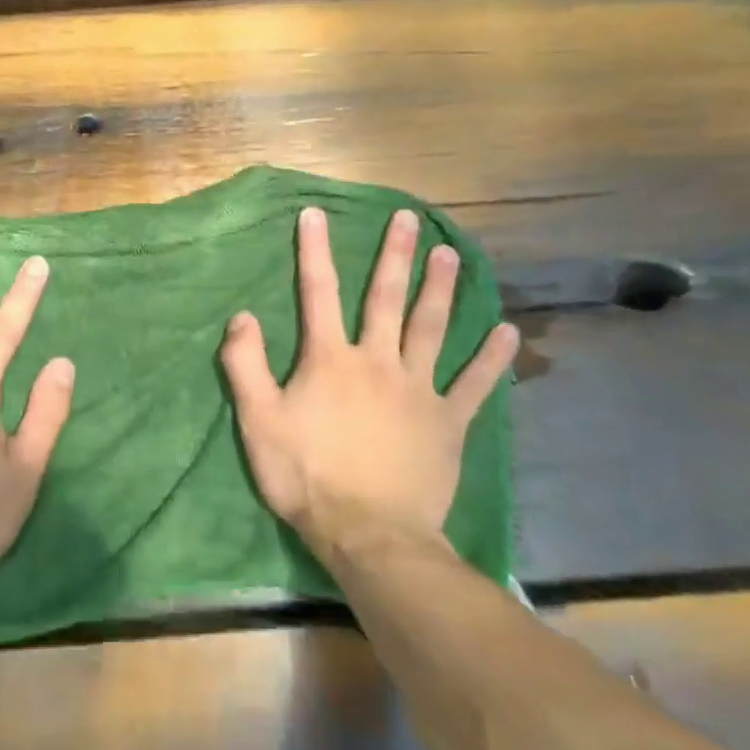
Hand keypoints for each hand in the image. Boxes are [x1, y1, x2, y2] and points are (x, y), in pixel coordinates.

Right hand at [220, 206, 517, 561]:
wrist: (370, 535)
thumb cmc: (307, 476)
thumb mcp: (258, 421)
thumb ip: (245, 365)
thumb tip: (242, 316)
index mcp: (330, 359)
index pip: (318, 293)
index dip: (314, 251)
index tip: (316, 213)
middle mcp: (377, 361)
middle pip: (386, 298)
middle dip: (395, 255)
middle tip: (410, 219)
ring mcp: (418, 390)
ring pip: (431, 328)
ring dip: (441, 289)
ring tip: (450, 254)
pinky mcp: (448, 422)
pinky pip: (475, 385)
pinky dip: (491, 358)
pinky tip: (507, 331)